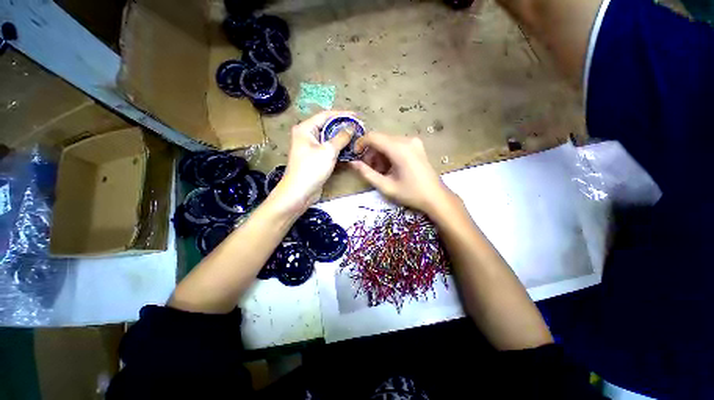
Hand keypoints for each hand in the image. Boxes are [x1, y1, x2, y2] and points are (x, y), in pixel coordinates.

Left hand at [271, 111, 352, 211]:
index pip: (326, 115)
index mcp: (305, 129)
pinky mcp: (315, 159)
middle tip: (359, 128)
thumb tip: (351, 128)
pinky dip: (338, 149)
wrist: (299, 193)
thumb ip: (341, 137)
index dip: (342, 114)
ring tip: (357, 138)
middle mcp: (307, 136)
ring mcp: (311, 148)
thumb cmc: (311, 169)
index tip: (357, 116)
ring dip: (342, 139)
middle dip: (343, 127)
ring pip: (329, 139)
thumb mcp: (328, 151)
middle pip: (328, 127)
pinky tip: (350, 150)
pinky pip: (328, 150)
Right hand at [349, 133, 455, 214]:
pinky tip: (390, 168)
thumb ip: (366, 173)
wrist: (436, 197)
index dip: (360, 144)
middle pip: (380, 139)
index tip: (355, 156)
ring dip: (379, 154)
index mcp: (399, 149)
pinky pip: (396, 145)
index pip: (373, 137)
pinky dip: (388, 154)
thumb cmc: (410, 194)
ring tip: (380, 171)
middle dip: (370, 153)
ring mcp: (413, 142)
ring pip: (388, 142)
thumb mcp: (385, 186)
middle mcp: (406, 140)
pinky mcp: (416, 146)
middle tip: (368, 169)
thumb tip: (352, 163)